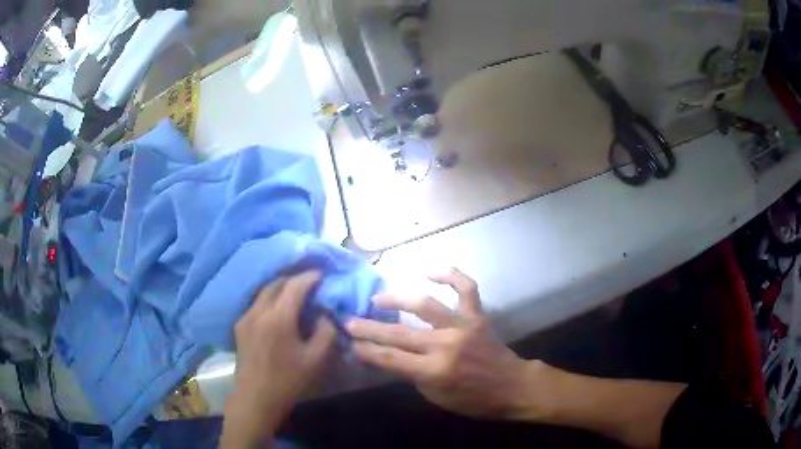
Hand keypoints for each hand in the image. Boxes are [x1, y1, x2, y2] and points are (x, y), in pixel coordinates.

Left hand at [221, 271, 336, 447]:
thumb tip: (324, 313)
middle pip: (276, 283)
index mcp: (278, 318)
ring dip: (280, 287)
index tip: (322, 274)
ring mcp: (245, 318)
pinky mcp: (239, 326)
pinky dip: (270, 299)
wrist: (256, 398)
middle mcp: (258, 311)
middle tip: (310, 282)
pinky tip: (278, 309)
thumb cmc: (288, 381)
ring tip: (295, 293)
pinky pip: (256, 303)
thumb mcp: (316, 360)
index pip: (294, 286)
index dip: (310, 277)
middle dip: (294, 279)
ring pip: (263, 292)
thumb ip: (325, 332)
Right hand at [348, 268, 536, 418]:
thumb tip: (391, 356)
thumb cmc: (474, 400)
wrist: (512, 386)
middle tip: (349, 320)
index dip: (367, 350)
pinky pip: (466, 288)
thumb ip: (413, 375)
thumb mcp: (437, 397)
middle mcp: (446, 345)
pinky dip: (449, 275)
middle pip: (399, 333)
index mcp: (434, 371)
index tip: (350, 343)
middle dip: (369, 327)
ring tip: (378, 298)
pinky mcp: (477, 316)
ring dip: (397, 298)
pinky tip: (429, 272)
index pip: (391, 358)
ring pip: (425, 304)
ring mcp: (463, 326)